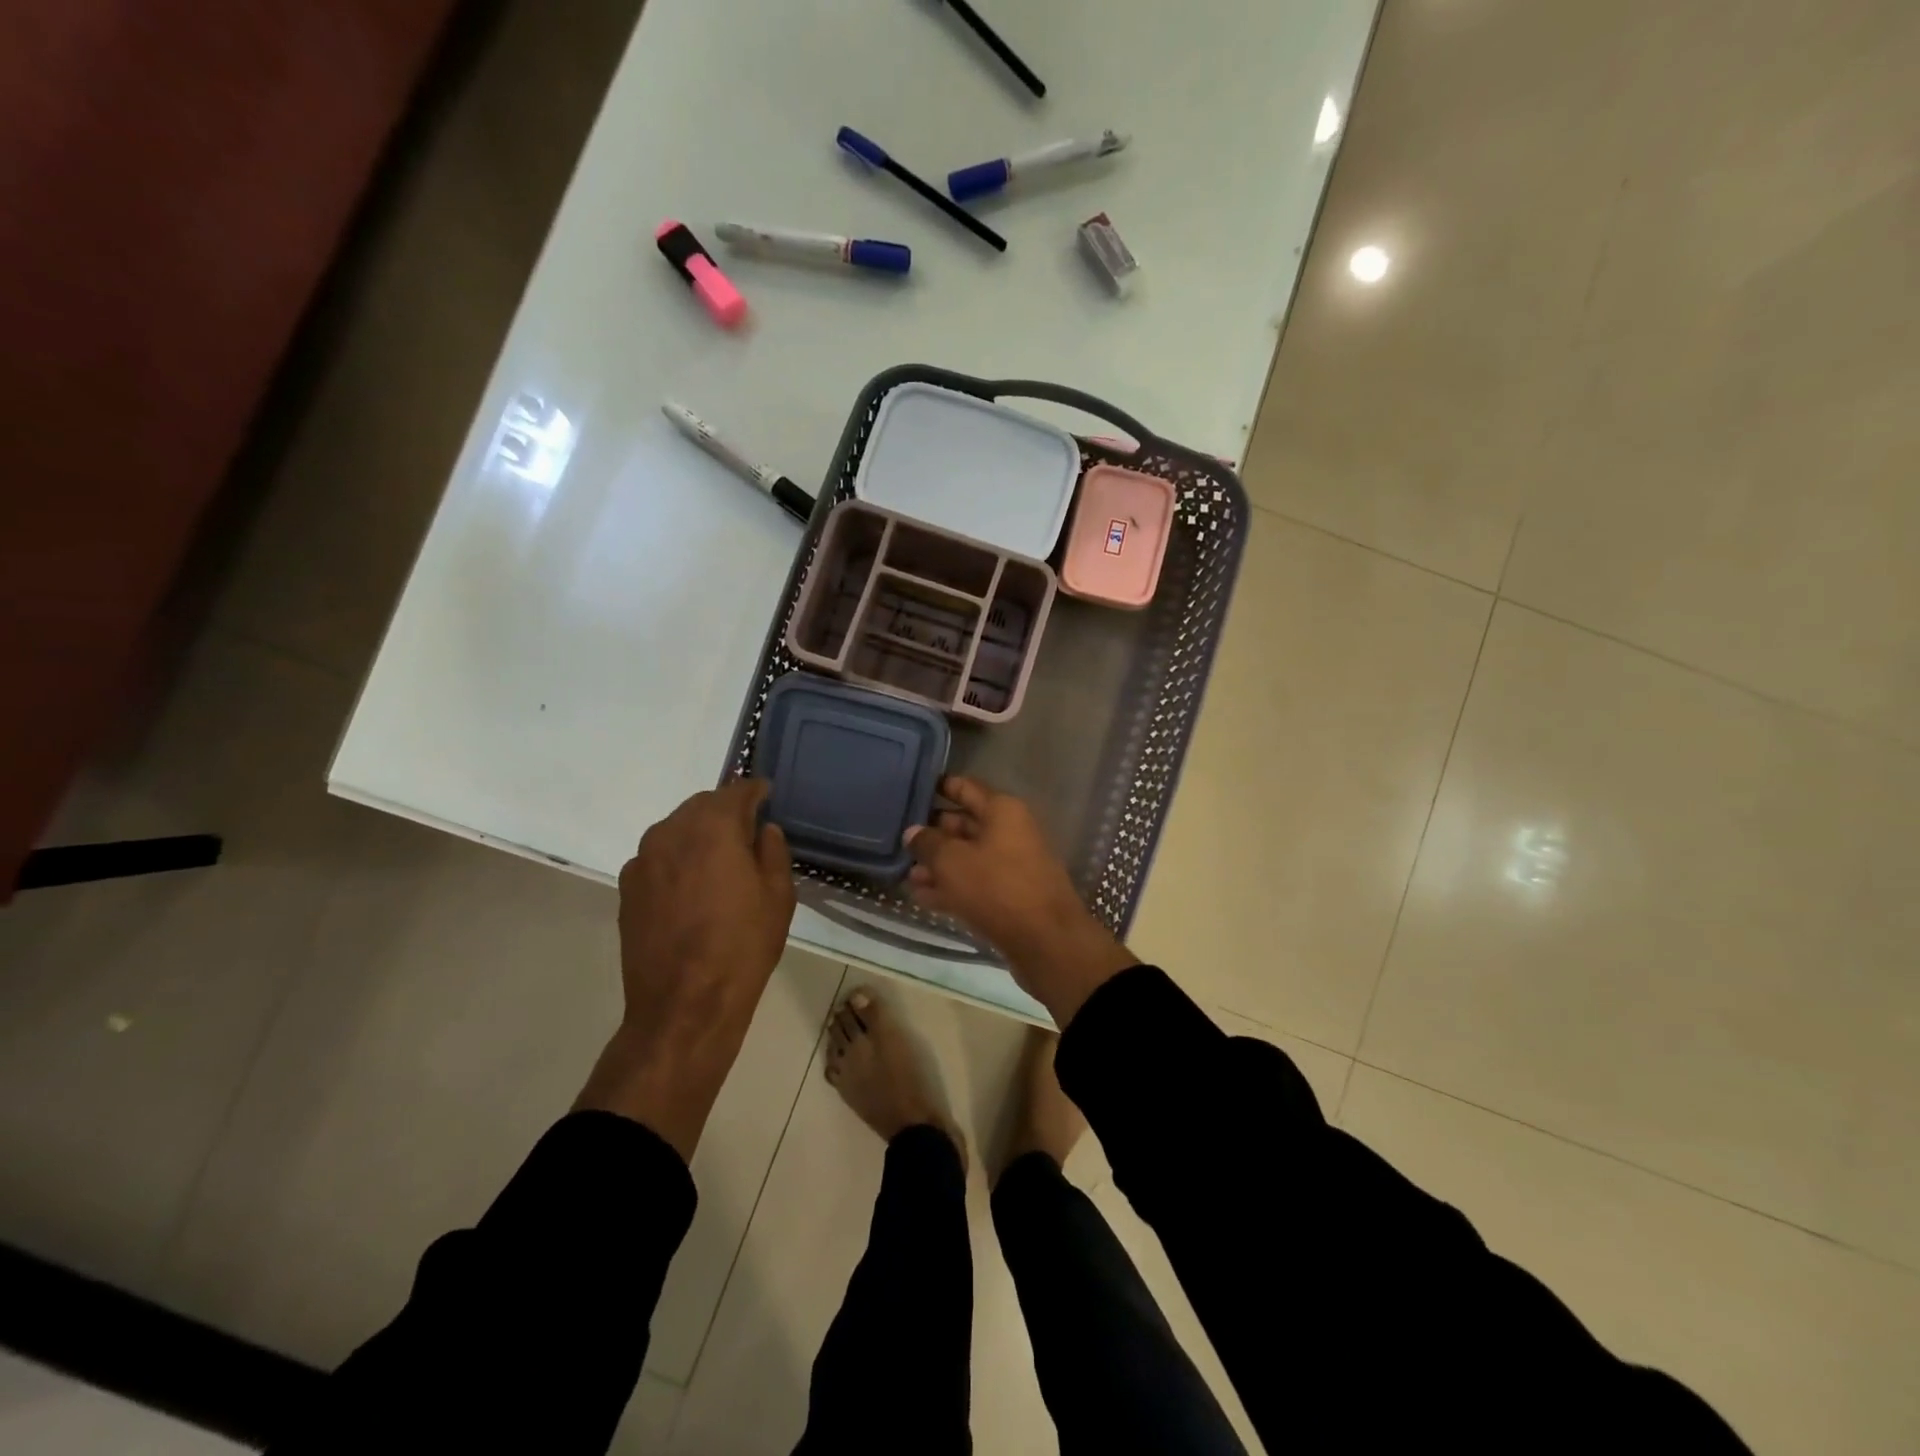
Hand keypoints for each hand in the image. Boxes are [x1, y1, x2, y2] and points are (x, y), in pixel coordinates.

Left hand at [576, 780, 795, 1159]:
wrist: (683, 1005)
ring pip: (676, 830)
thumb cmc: (742, 947)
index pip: (736, 791)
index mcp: (712, 827)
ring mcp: (643, 860)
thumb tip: (763, 830)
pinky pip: (659, 857)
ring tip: (720, 861)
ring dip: (700, 834)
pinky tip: (693, 888)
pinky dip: (678, 859)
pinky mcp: (628, 888)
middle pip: (702, 805)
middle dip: (726, 811)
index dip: (755, 791)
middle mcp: (671, 832)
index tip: (768, 794)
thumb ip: (772, 851)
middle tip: (748, 831)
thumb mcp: (778, 896)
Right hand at [905, 776, 1135, 1025]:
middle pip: (965, 823)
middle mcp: (1010, 831)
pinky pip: (975, 883)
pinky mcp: (1010, 896)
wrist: (1046, 941)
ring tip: (905, 872)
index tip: (910, 790)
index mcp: (1002, 810)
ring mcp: (1012, 865)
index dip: (938, 787)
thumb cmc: (997, 888)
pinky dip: (951, 887)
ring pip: (968, 857)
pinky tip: (922, 896)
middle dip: (933, 831)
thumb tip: (913, 832)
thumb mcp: (953, 862)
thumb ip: (928, 843)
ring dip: (938, 864)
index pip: (965, 787)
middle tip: (899, 837)